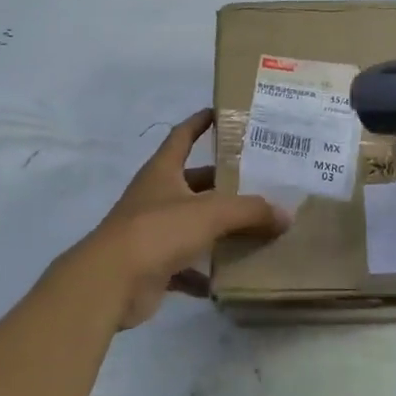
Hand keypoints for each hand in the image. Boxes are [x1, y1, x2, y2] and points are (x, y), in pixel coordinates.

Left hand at [75, 109, 288, 327]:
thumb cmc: (157, 230)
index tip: (222, 112)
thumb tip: (285, 215)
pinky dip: (206, 272)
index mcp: (163, 171)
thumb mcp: (210, 212)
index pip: (182, 136)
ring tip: (257, 229)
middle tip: (261, 183)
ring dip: (219, 229)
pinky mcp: (154, 266)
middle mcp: (156, 196)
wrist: (111, 282)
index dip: (200, 122)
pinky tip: (232, 277)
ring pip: (193, 225)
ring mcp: (153, 232)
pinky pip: (187, 266)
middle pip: (195, 183)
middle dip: (224, 183)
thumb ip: (250, 210)